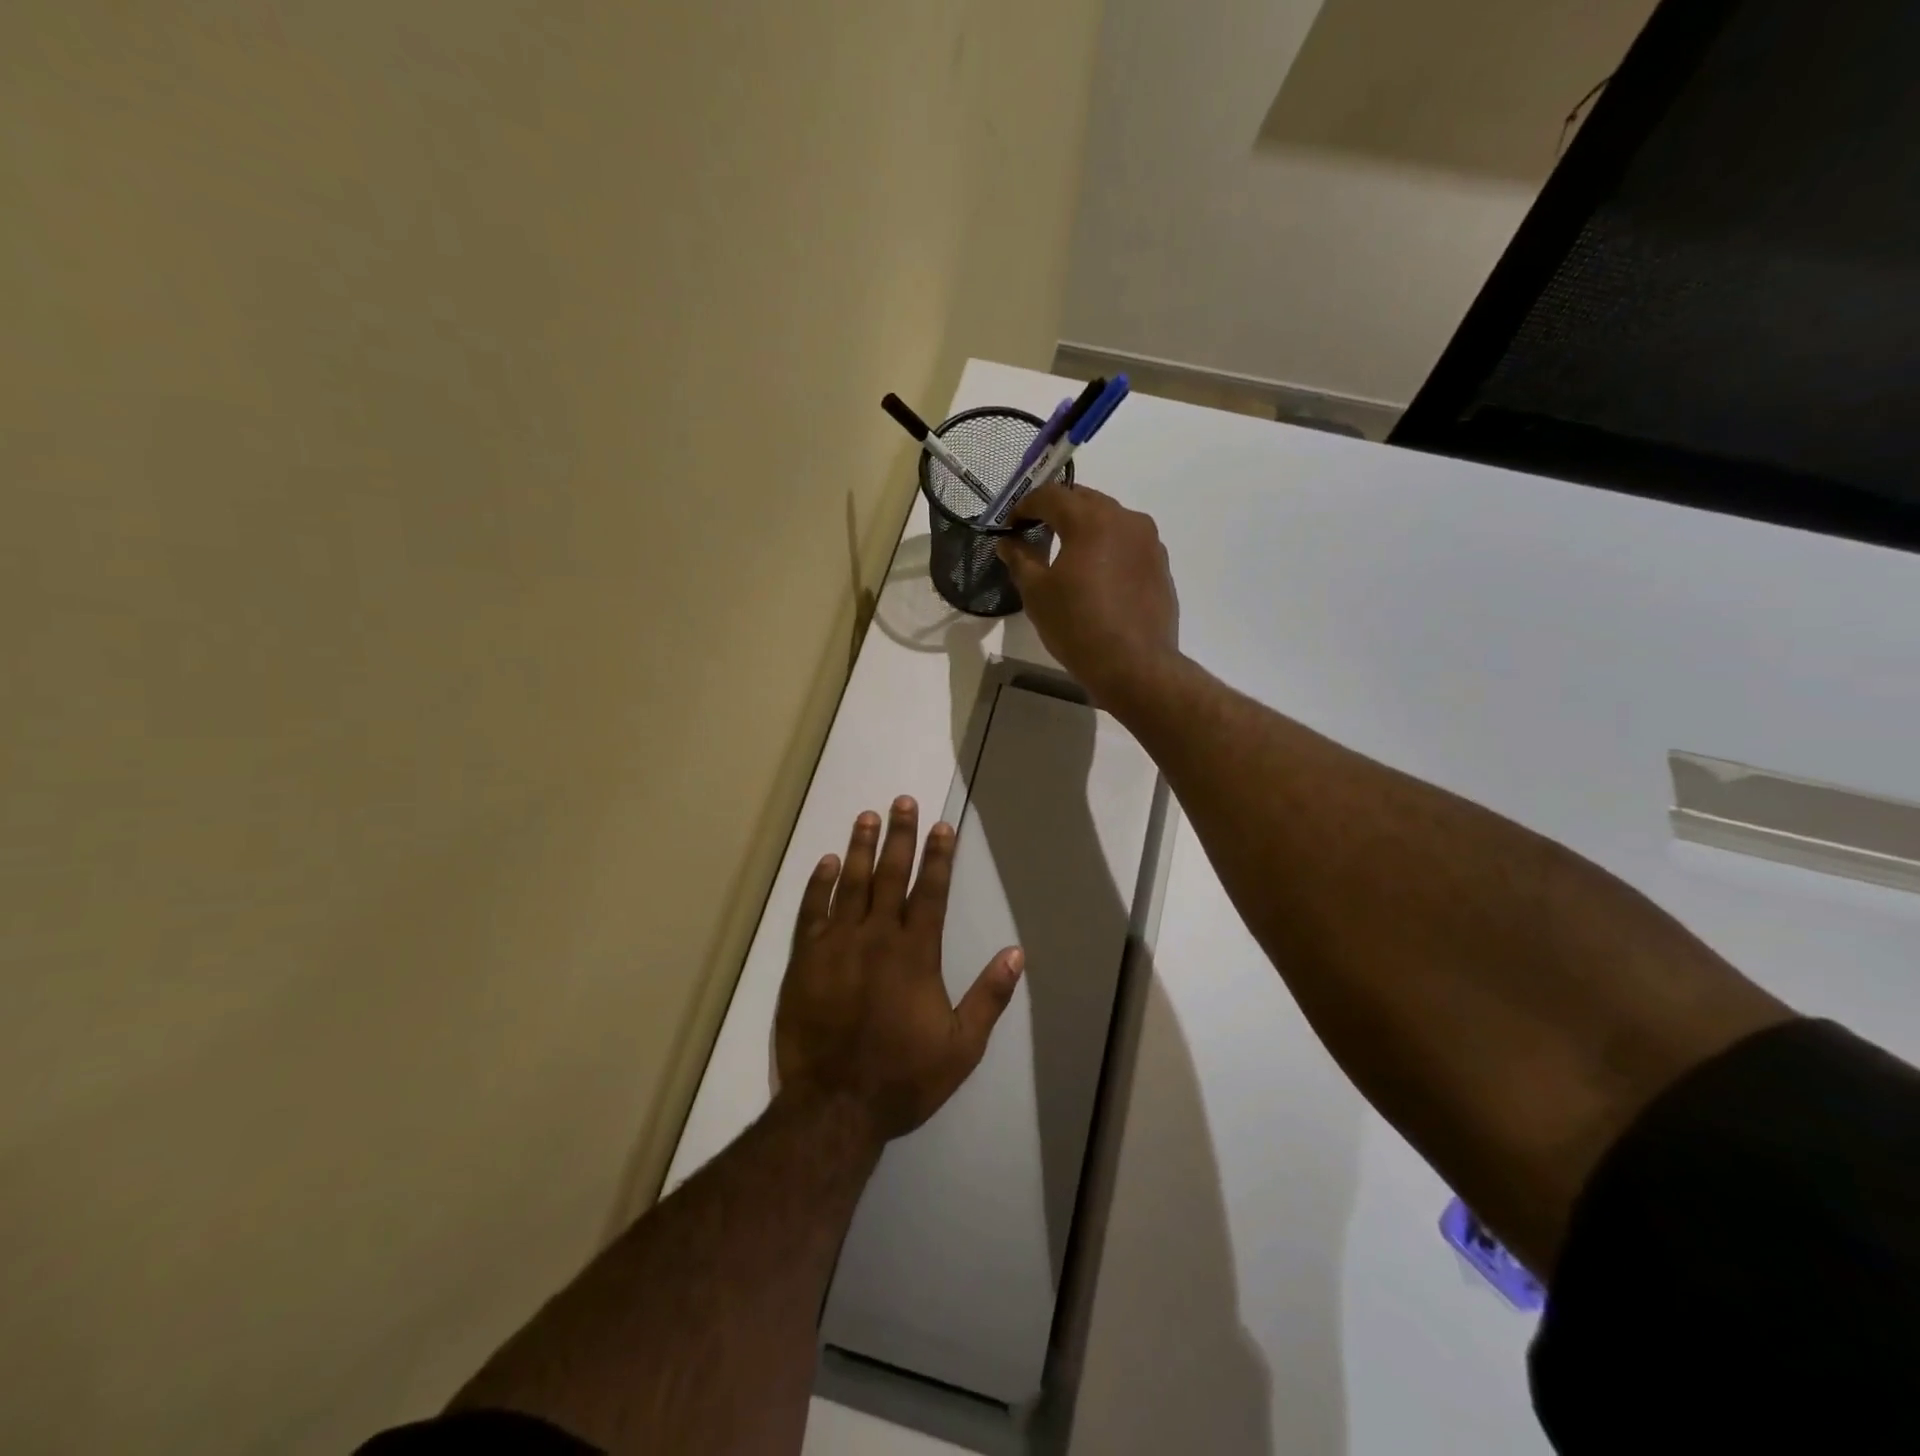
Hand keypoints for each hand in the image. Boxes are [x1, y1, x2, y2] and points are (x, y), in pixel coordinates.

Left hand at [775, 797, 1022, 1142]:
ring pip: (850, 884)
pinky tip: (826, 863)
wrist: (836, 1107)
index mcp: (916, 954)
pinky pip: (811, 912)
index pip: (930, 891)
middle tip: (902, 801)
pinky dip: (818, 885)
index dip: (938, 856)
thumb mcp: (962, 1046)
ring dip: (860, 848)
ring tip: (867, 817)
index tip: (942, 825)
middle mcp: (877, 938)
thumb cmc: (903, 1077)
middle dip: (900, 836)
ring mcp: (836, 946)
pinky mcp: (805, 961)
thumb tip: (1017, 953)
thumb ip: (990, 996)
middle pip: (891, 876)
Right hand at [996, 483, 1179, 710]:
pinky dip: (1107, 547)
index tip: (1011, 525)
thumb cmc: (1078, 627)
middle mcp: (1125, 519)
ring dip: (1085, 527)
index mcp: (1091, 520)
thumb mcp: (1037, 594)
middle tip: (1036, 532)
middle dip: (1057, 510)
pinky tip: (1097, 574)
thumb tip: (1008, 542)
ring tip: (1067, 553)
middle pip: (1084, 500)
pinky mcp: (1160, 564)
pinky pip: (1128, 542)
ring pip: (1110, 519)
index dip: (1025, 506)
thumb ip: (1020, 559)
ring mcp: (1149, 541)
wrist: (1135, 666)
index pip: (1051, 495)